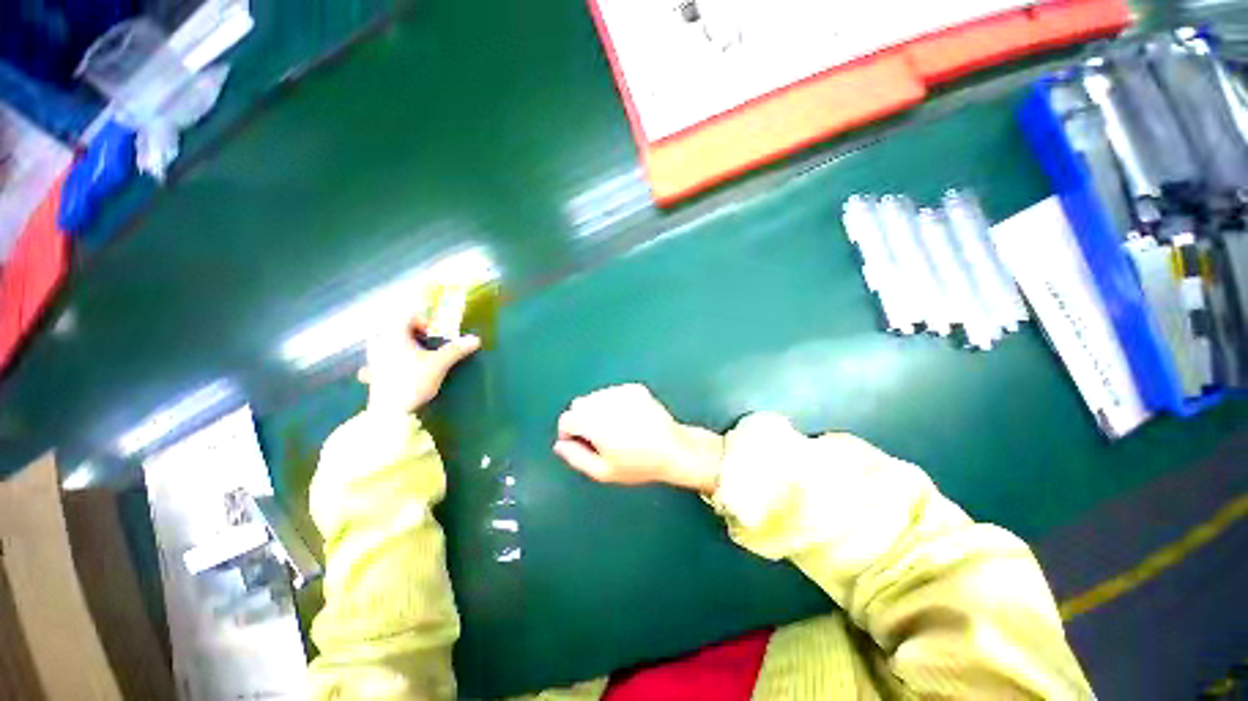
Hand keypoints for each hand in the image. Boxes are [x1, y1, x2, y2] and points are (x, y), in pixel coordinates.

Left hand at [358, 310, 479, 413]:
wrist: (391, 412)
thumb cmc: (414, 381)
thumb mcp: (440, 363)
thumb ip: (456, 349)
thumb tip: (476, 338)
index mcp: (393, 334)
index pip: (408, 317)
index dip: (425, 323)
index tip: (435, 337)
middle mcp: (379, 343)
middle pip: (393, 329)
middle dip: (409, 334)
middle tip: (425, 345)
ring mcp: (371, 360)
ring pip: (383, 345)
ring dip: (397, 347)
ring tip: (412, 358)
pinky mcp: (370, 376)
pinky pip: (375, 363)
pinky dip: (385, 365)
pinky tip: (395, 374)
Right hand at [553, 384, 724, 494]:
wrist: (673, 449)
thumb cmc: (637, 464)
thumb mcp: (603, 471)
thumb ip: (576, 457)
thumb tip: (560, 445)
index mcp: (594, 421)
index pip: (567, 419)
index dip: (569, 433)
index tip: (580, 444)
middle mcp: (605, 401)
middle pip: (579, 404)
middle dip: (582, 419)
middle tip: (598, 437)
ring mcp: (621, 391)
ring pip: (596, 397)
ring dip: (597, 410)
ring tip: (616, 428)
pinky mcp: (634, 388)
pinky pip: (613, 392)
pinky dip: (613, 403)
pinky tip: (628, 418)